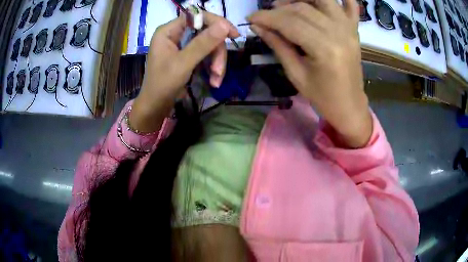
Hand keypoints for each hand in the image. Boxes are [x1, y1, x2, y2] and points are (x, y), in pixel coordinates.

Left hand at [130, 12, 239, 132]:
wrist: (155, 107)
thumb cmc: (163, 85)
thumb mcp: (183, 64)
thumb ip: (203, 43)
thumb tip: (224, 25)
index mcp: (168, 31)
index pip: (196, 16)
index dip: (216, 22)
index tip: (233, 34)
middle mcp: (175, 34)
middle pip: (205, 32)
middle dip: (216, 52)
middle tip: (219, 71)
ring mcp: (182, 45)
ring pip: (208, 45)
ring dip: (216, 62)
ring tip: (216, 80)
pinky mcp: (187, 56)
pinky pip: (205, 55)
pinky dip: (212, 67)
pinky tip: (214, 81)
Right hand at [248, 0, 371, 147]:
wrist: (349, 105)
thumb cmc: (322, 96)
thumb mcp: (296, 74)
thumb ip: (277, 45)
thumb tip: (257, 26)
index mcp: (324, 49)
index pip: (289, 23)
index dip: (266, 17)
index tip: (250, 18)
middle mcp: (339, 33)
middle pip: (303, 8)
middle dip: (279, 9)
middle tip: (265, 16)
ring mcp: (349, 29)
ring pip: (323, 0)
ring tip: (287, 5)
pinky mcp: (354, 29)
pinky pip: (351, 5)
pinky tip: (324, 0)